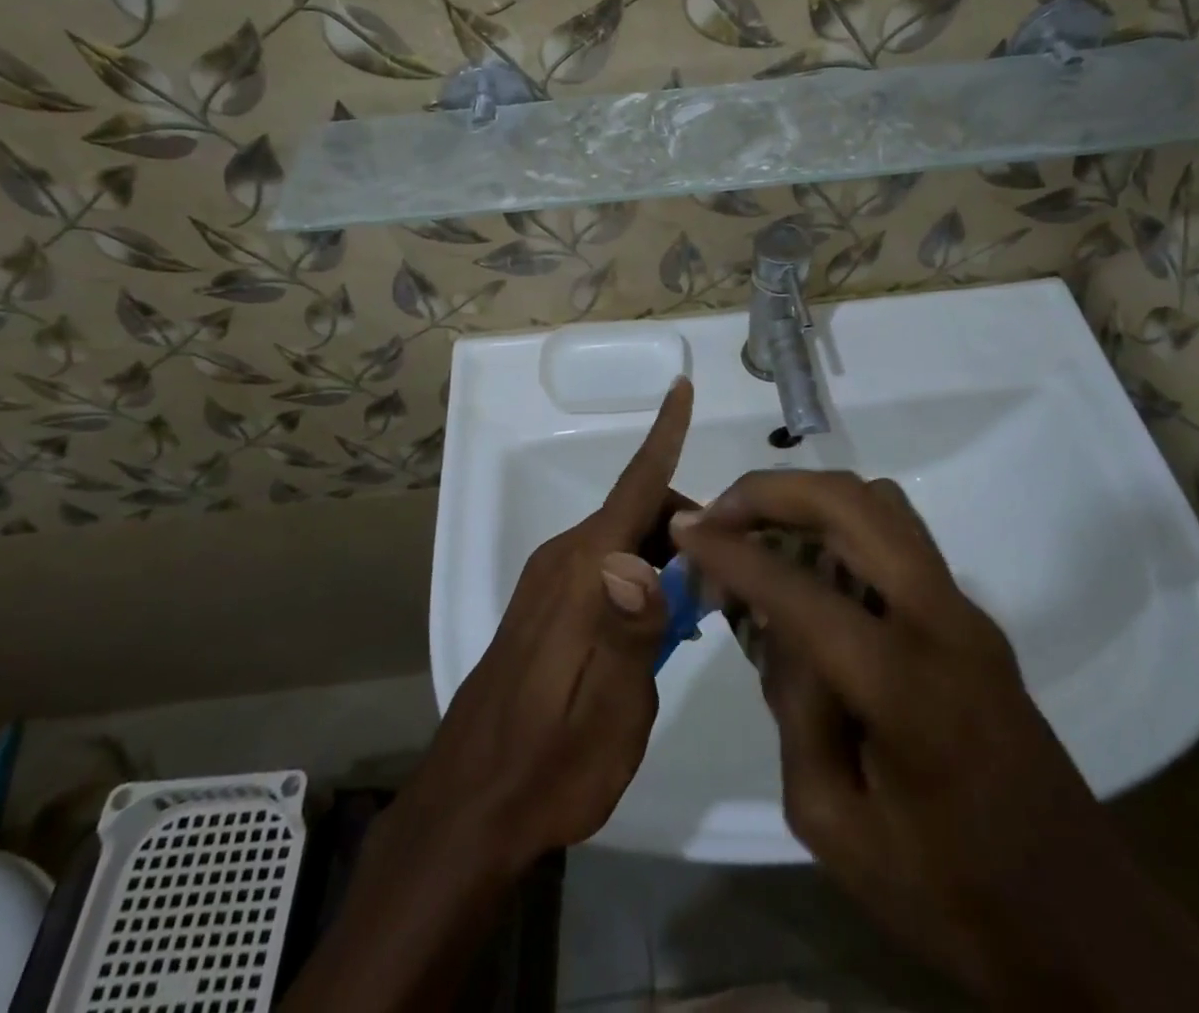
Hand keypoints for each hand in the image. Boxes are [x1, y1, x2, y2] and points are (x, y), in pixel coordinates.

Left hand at [402, 376, 691, 869]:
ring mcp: (548, 582)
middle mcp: (564, 560)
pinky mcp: (543, 607)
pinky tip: (660, 626)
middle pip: (638, 512)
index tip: (682, 386)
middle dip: (688, 525)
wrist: (469, 811)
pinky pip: (603, 567)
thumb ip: (638, 624)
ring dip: (666, 556)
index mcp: (585, 571)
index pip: (637, 486)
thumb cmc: (551, 764)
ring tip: (701, 610)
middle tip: (728, 578)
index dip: (665, 434)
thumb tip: (660, 555)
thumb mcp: (614, 708)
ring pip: (623, 541)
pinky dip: (640, 576)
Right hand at [673, 471, 1198, 1011]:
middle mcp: (942, 620)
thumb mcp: (835, 826)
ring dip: (810, 500)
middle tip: (719, 515)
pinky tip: (809, 569)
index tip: (683, 530)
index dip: (731, 550)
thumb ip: (793, 709)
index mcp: (904, 685)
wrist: (1084, 924)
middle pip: (853, 502)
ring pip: (881, 503)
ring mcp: (965, 609)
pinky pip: (897, 536)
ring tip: (758, 534)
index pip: (799, 587)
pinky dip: (841, 524)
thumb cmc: (951, 897)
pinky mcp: (970, 615)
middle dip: (773, 490)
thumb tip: (777, 626)